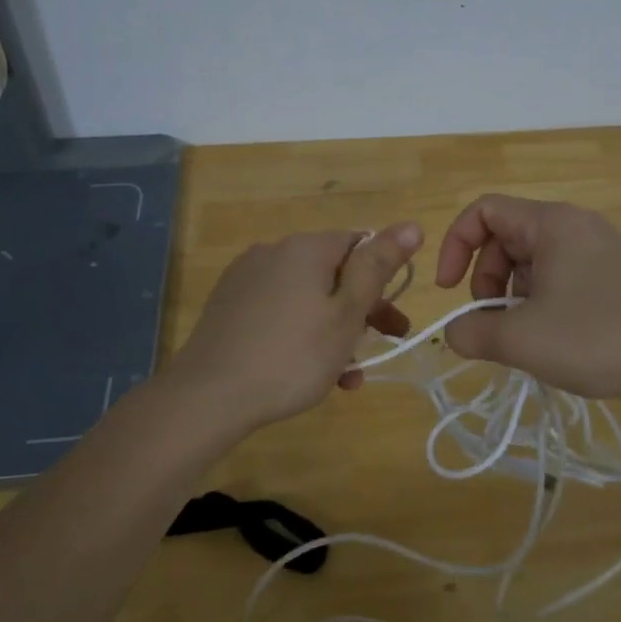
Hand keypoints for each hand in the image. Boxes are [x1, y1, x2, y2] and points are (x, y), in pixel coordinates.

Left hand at [168, 223, 422, 430]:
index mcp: (306, 248)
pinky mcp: (229, 305)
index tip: (394, 321)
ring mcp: (246, 278)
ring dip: (333, 331)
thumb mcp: (347, 314)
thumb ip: (378, 267)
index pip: (359, 245)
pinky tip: (310, 372)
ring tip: (346, 376)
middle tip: (382, 347)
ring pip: (306, 298)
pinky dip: (300, 334)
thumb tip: (411, 225)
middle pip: (332, 273)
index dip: (383, 280)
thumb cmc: (292, 356)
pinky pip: (278, 312)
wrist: (209, 396)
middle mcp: (274, 252)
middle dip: (361, 311)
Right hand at [434, 195, 620, 399]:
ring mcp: (598, 249)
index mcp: (551, 223)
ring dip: (512, 295)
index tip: (449, 291)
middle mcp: (575, 225)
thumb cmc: (596, 338)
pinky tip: (552, 338)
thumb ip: (471, 332)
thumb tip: (455, 332)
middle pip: (506, 237)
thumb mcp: (521, 340)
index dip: (454, 246)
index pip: (483, 211)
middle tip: (493, 323)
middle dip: (486, 279)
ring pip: (532, 260)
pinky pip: (559, 275)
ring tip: (524, 336)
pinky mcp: (614, 274)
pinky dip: (541, 301)